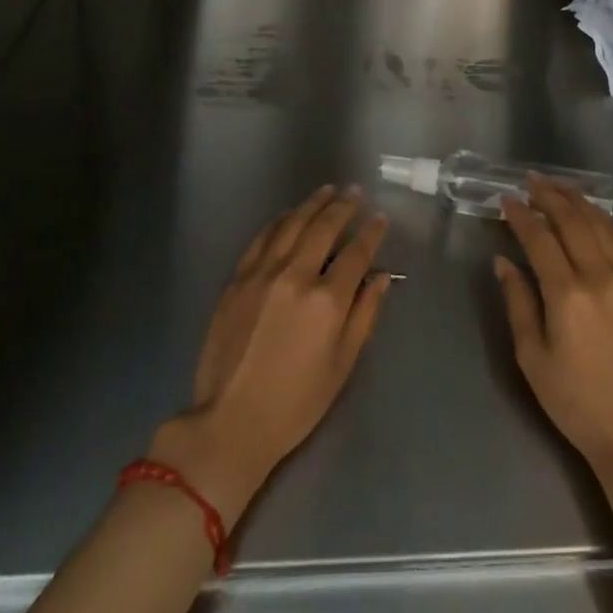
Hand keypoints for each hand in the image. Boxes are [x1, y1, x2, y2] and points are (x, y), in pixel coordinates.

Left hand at [149, 186, 392, 520]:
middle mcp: (295, 276)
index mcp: (327, 300)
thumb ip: (364, 314)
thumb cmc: (296, 402)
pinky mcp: (238, 279)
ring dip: (312, 204)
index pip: (356, 253)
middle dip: (343, 206)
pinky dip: (279, 221)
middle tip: (355, 192)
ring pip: (292, 224)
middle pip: (324, 228)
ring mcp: (262, 273)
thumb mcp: (342, 364)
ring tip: (327, 191)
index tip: (380, 217)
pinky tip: (289, 215)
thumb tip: (381, 276)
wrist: (232, 421)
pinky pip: (262, 238)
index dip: (371, 232)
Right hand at [495, 175, 612, 473]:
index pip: (540, 239)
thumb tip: (504, 262)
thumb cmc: (576, 401)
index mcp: (568, 294)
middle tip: (531, 181)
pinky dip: (608, 224)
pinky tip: (597, 217)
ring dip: (579, 202)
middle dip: (550, 196)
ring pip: (603, 227)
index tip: (506, 199)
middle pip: (573, 222)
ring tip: (561, 187)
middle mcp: (601, 277)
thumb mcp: (532, 357)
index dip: (521, 216)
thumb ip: (518, 302)